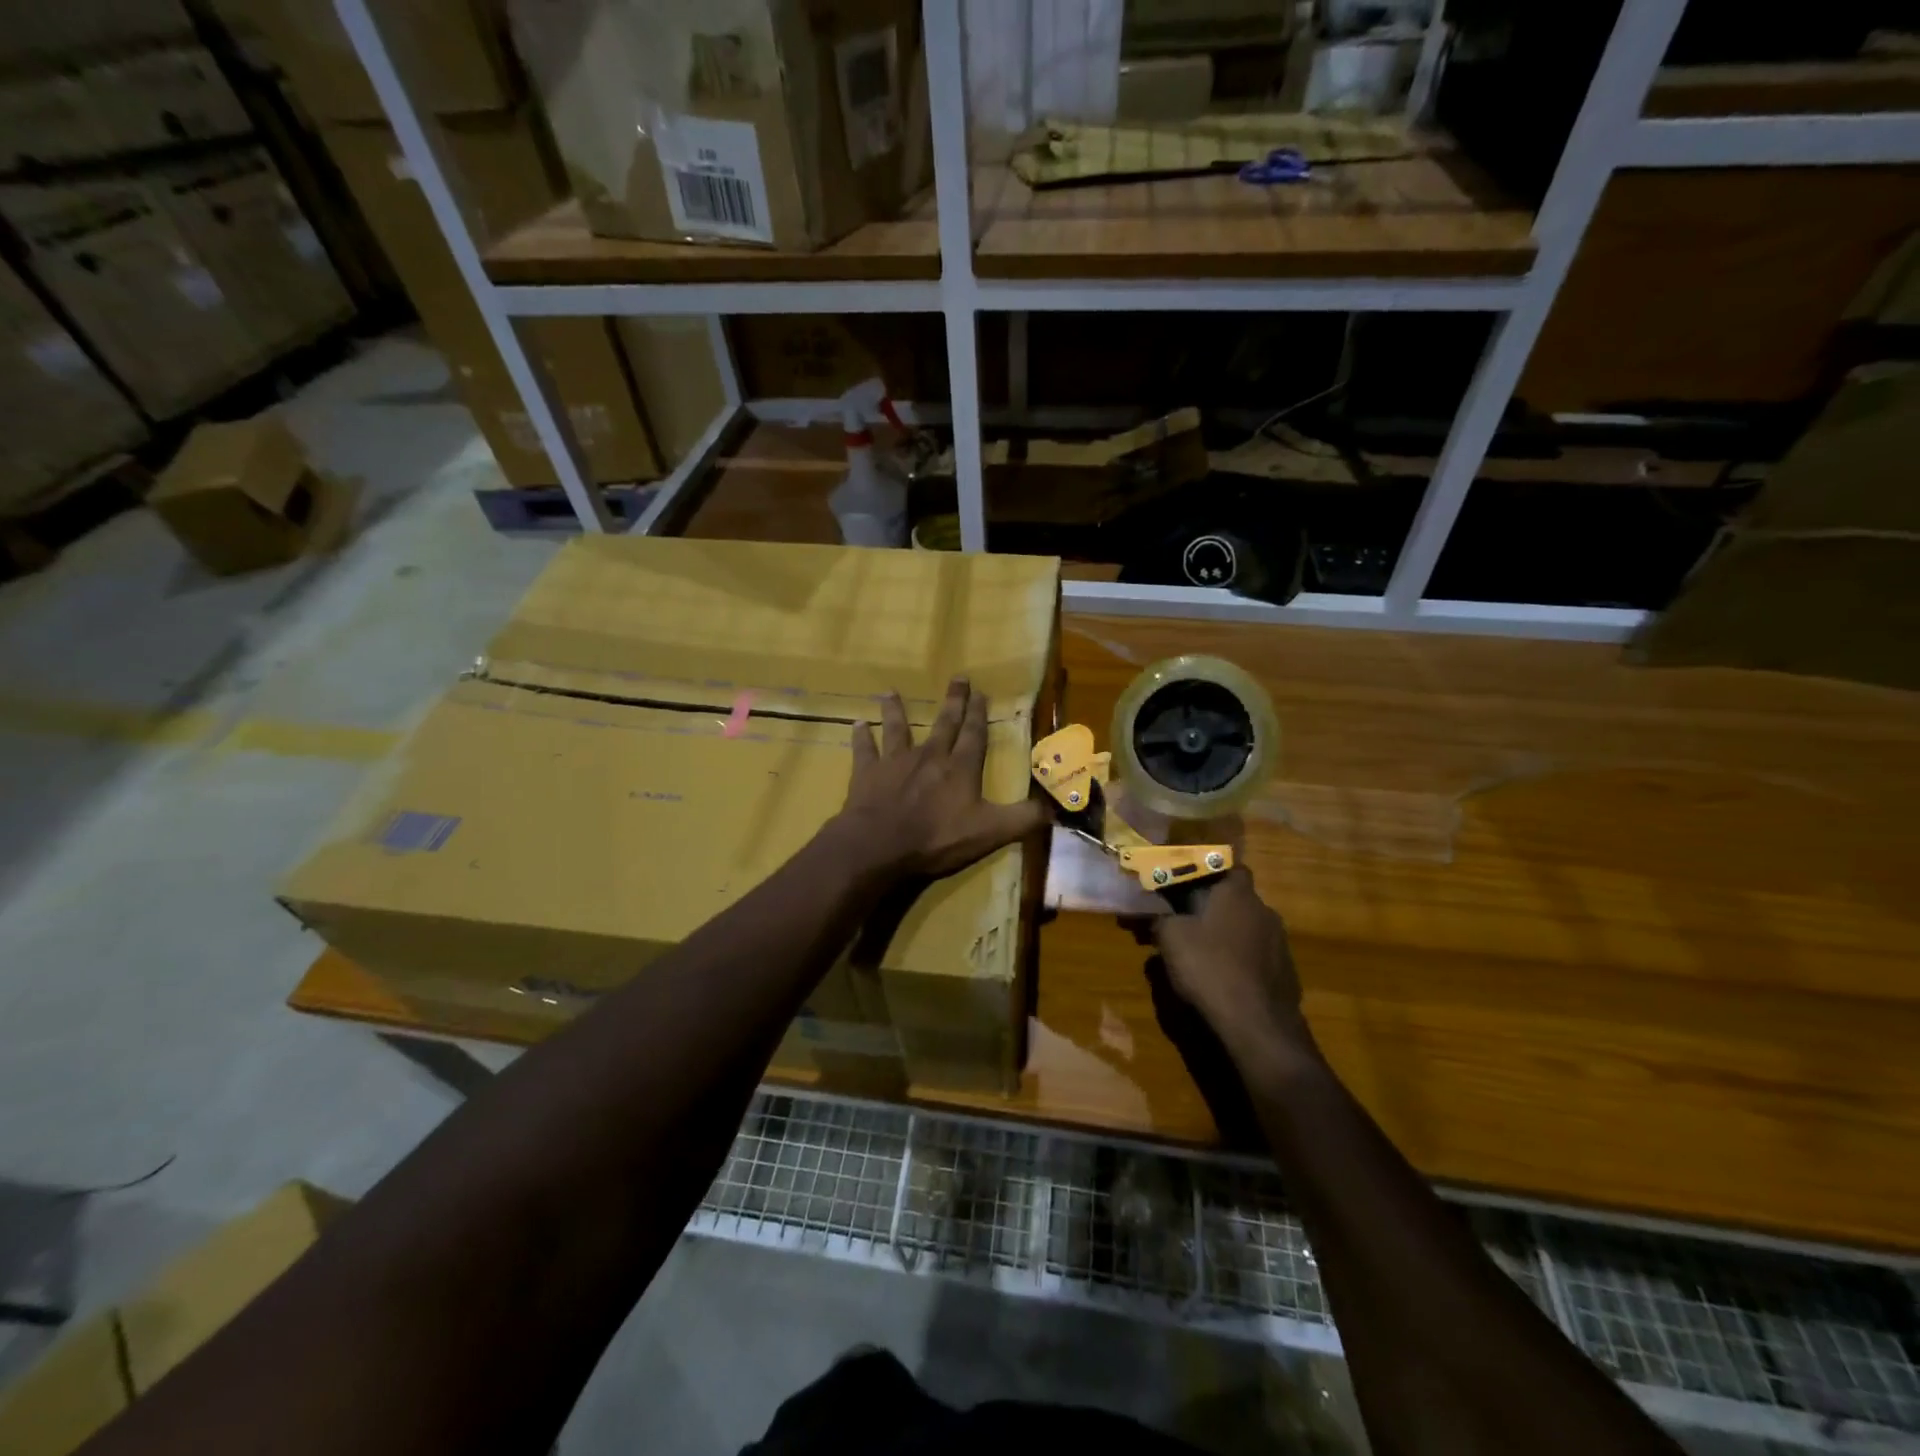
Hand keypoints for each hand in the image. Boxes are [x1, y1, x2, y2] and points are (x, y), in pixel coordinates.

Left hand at [838, 677, 1050, 880]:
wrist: (881, 845)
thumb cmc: (937, 838)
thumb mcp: (990, 832)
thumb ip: (1024, 819)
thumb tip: (1057, 808)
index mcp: (960, 768)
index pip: (974, 735)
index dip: (980, 714)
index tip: (981, 693)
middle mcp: (930, 756)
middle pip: (944, 724)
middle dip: (953, 701)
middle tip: (958, 677)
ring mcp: (896, 762)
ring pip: (898, 729)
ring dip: (896, 710)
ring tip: (891, 692)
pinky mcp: (868, 773)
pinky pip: (864, 750)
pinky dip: (861, 737)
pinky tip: (857, 724)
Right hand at [1153, 869, 1310, 1060]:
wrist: (1257, 1025)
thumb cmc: (1209, 967)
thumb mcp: (1170, 937)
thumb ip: (1160, 918)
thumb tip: (1153, 913)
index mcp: (1237, 893)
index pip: (1230, 867)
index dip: (1209, 873)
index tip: (1187, 884)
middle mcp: (1264, 910)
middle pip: (1236, 900)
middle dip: (1212, 908)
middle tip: (1185, 922)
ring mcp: (1280, 943)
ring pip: (1247, 929)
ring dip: (1226, 936)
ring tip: (1200, 955)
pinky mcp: (1286, 972)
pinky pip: (1257, 957)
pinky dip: (1240, 962)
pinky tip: (1222, 980)